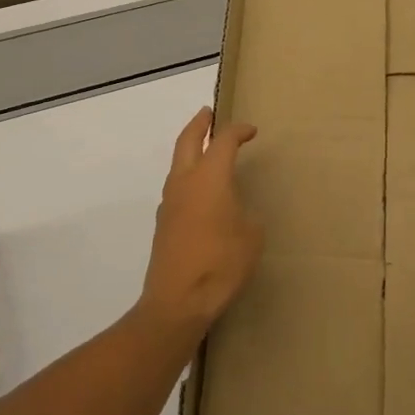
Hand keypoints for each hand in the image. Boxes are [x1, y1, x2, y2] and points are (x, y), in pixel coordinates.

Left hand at [140, 107, 262, 337]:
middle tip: (208, 113)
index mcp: (209, 177)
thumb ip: (246, 215)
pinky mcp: (163, 223)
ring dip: (190, 150)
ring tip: (204, 150)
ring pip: (177, 164)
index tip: (251, 130)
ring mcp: (169, 202)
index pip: (223, 141)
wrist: (178, 301)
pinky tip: (200, 192)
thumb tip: (237, 213)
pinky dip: (188, 177)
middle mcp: (185, 182)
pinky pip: (176, 188)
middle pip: (187, 141)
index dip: (238, 131)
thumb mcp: (251, 236)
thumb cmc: (221, 263)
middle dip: (199, 124)